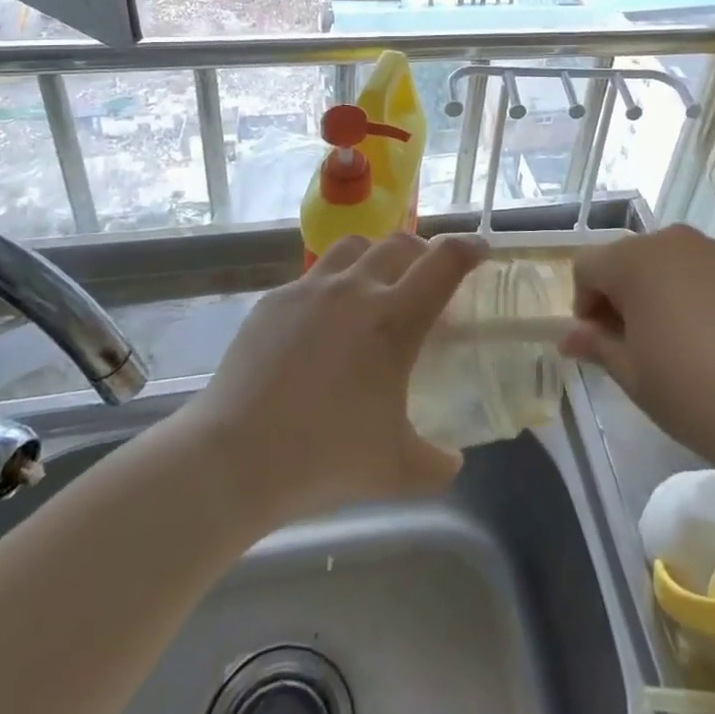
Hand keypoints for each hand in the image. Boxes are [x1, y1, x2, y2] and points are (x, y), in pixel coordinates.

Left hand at [185, 232, 483, 524]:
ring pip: (354, 246)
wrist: (234, 457)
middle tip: (428, 276)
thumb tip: (453, 461)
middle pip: (400, 243)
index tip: (480, 252)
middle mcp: (355, 289)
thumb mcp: (396, 470)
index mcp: (394, 320)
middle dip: (423, 252)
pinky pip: (312, 278)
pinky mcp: (274, 300)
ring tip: (375, 284)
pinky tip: (322, 324)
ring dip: (375, 256)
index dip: (469, 249)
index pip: (444, 262)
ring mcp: (310, 290)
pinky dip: (331, 287)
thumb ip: (437, 462)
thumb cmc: (325, 459)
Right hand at [560, 225, 714, 485]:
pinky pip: (713, 274)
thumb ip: (597, 346)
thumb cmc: (695, 393)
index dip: (585, 304)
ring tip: (683, 345)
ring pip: (674, 264)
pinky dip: (704, 296)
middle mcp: (674, 241)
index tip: (600, 344)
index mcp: (633, 261)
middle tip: (637, 347)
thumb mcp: (634, 376)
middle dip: (623, 296)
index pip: (587, 266)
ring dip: (664, 293)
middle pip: (630, 259)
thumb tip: (569, 336)